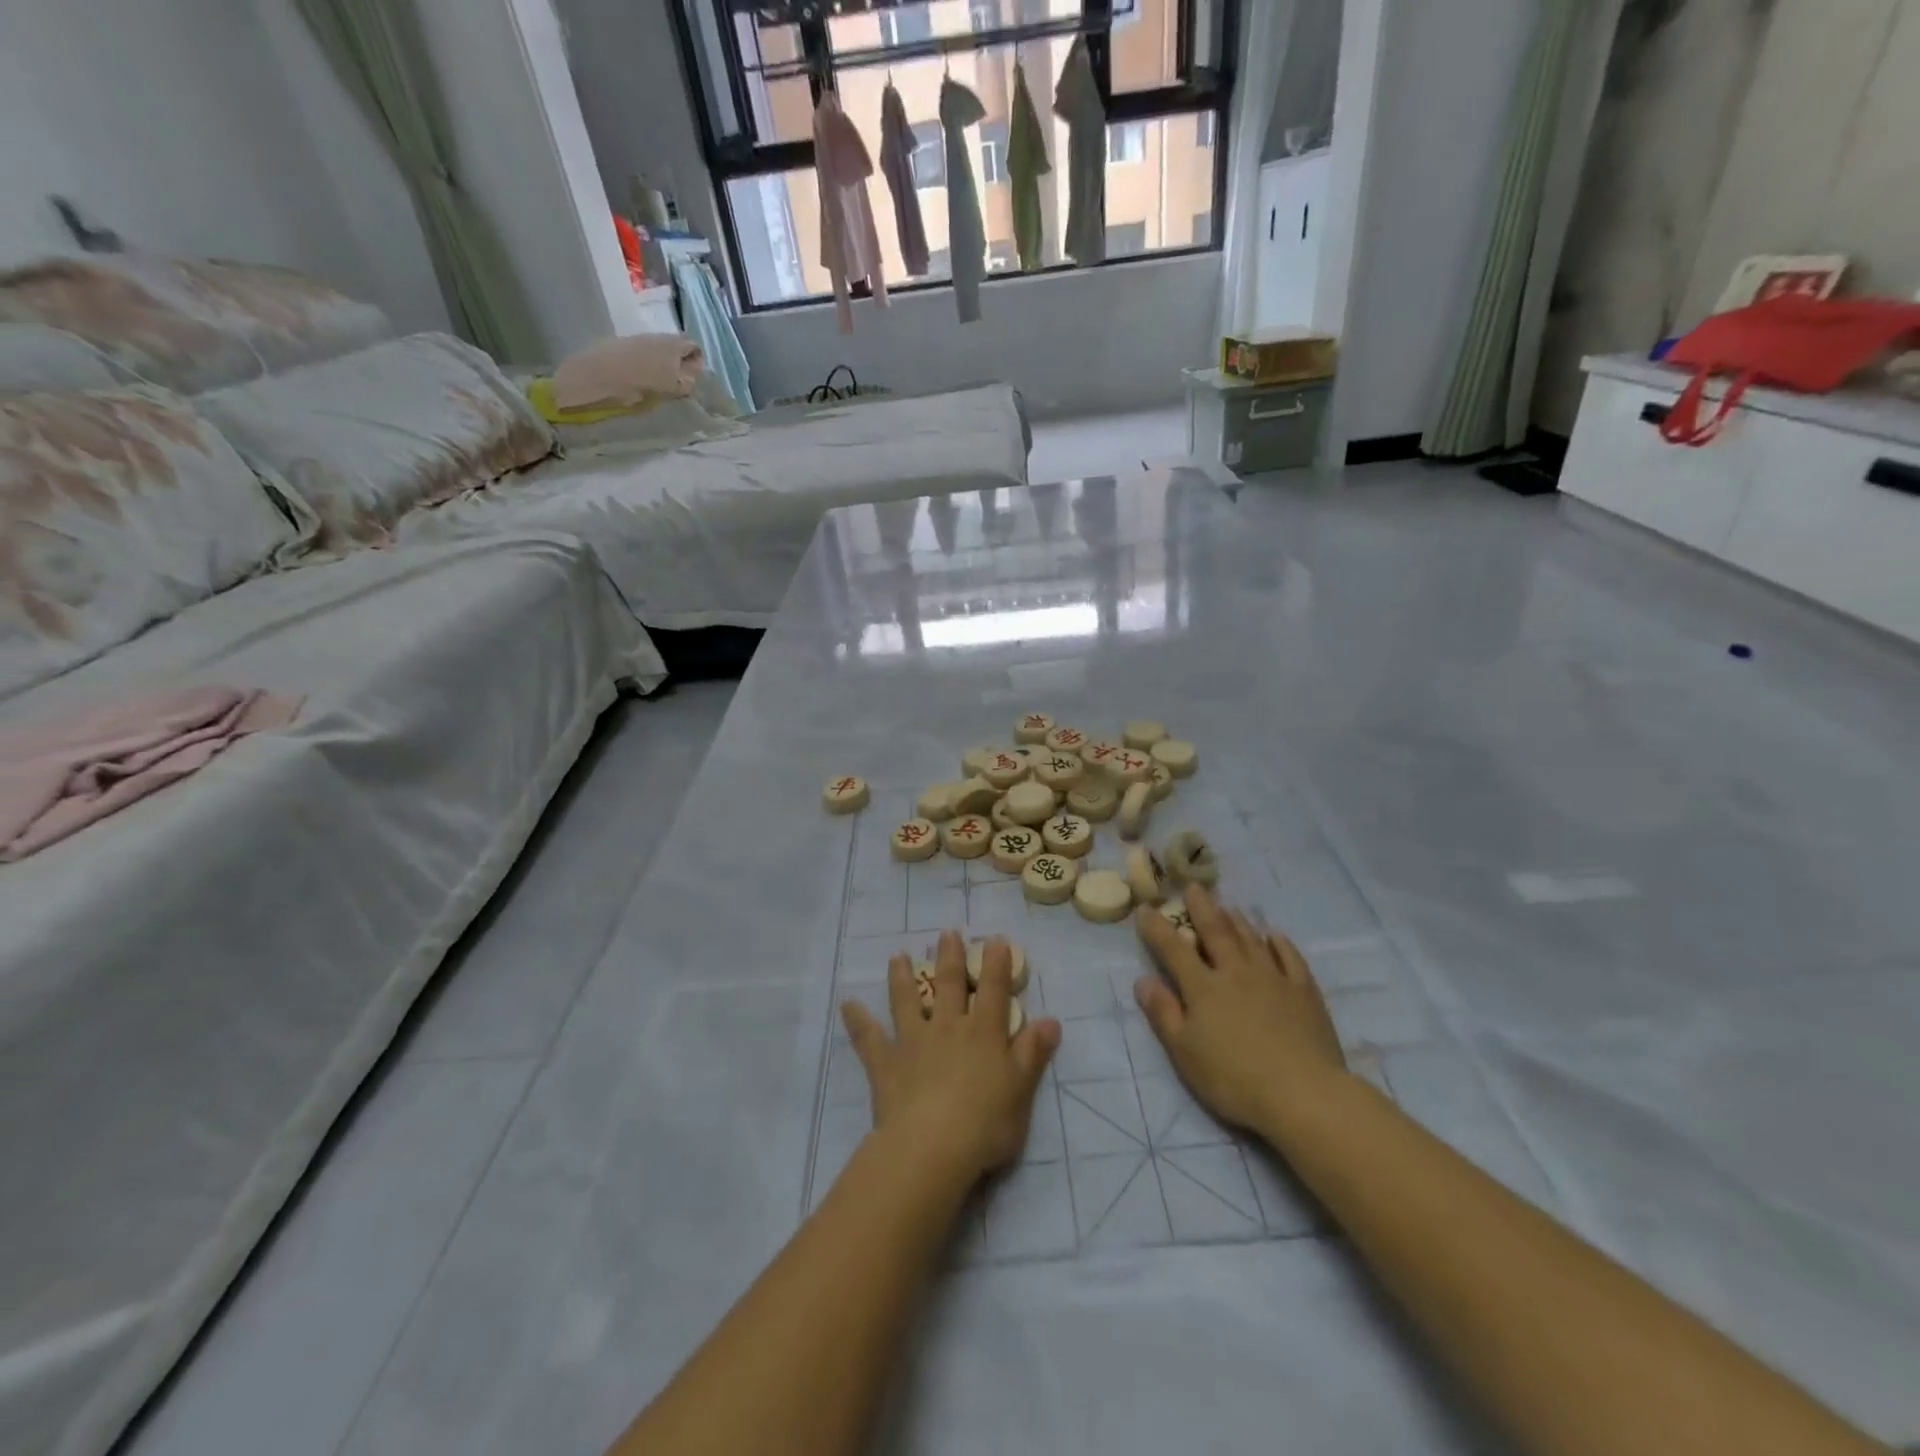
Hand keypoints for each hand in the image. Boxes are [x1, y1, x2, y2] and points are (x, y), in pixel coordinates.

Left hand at [841, 931, 1061, 1185]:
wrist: (932, 1147)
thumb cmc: (985, 1123)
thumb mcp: (1021, 1090)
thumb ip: (1033, 1053)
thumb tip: (1051, 1020)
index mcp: (984, 1034)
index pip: (994, 990)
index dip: (996, 963)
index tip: (993, 938)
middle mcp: (948, 1028)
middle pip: (949, 985)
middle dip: (949, 957)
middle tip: (946, 932)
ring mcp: (914, 1042)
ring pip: (907, 1001)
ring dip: (902, 977)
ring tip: (897, 955)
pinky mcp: (886, 1064)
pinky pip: (869, 1038)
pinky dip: (858, 1021)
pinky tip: (847, 1005)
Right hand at [1134, 885, 1347, 1136]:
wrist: (1303, 1094)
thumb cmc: (1234, 1078)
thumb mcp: (1185, 1052)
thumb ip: (1163, 1013)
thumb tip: (1143, 980)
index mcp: (1203, 987)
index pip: (1173, 948)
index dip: (1157, 927)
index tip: (1145, 907)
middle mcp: (1236, 972)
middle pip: (1216, 931)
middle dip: (1201, 908)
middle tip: (1193, 886)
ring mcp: (1273, 978)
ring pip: (1251, 939)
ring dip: (1236, 920)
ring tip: (1227, 906)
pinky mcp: (1304, 992)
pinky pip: (1289, 957)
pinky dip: (1279, 943)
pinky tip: (1273, 935)